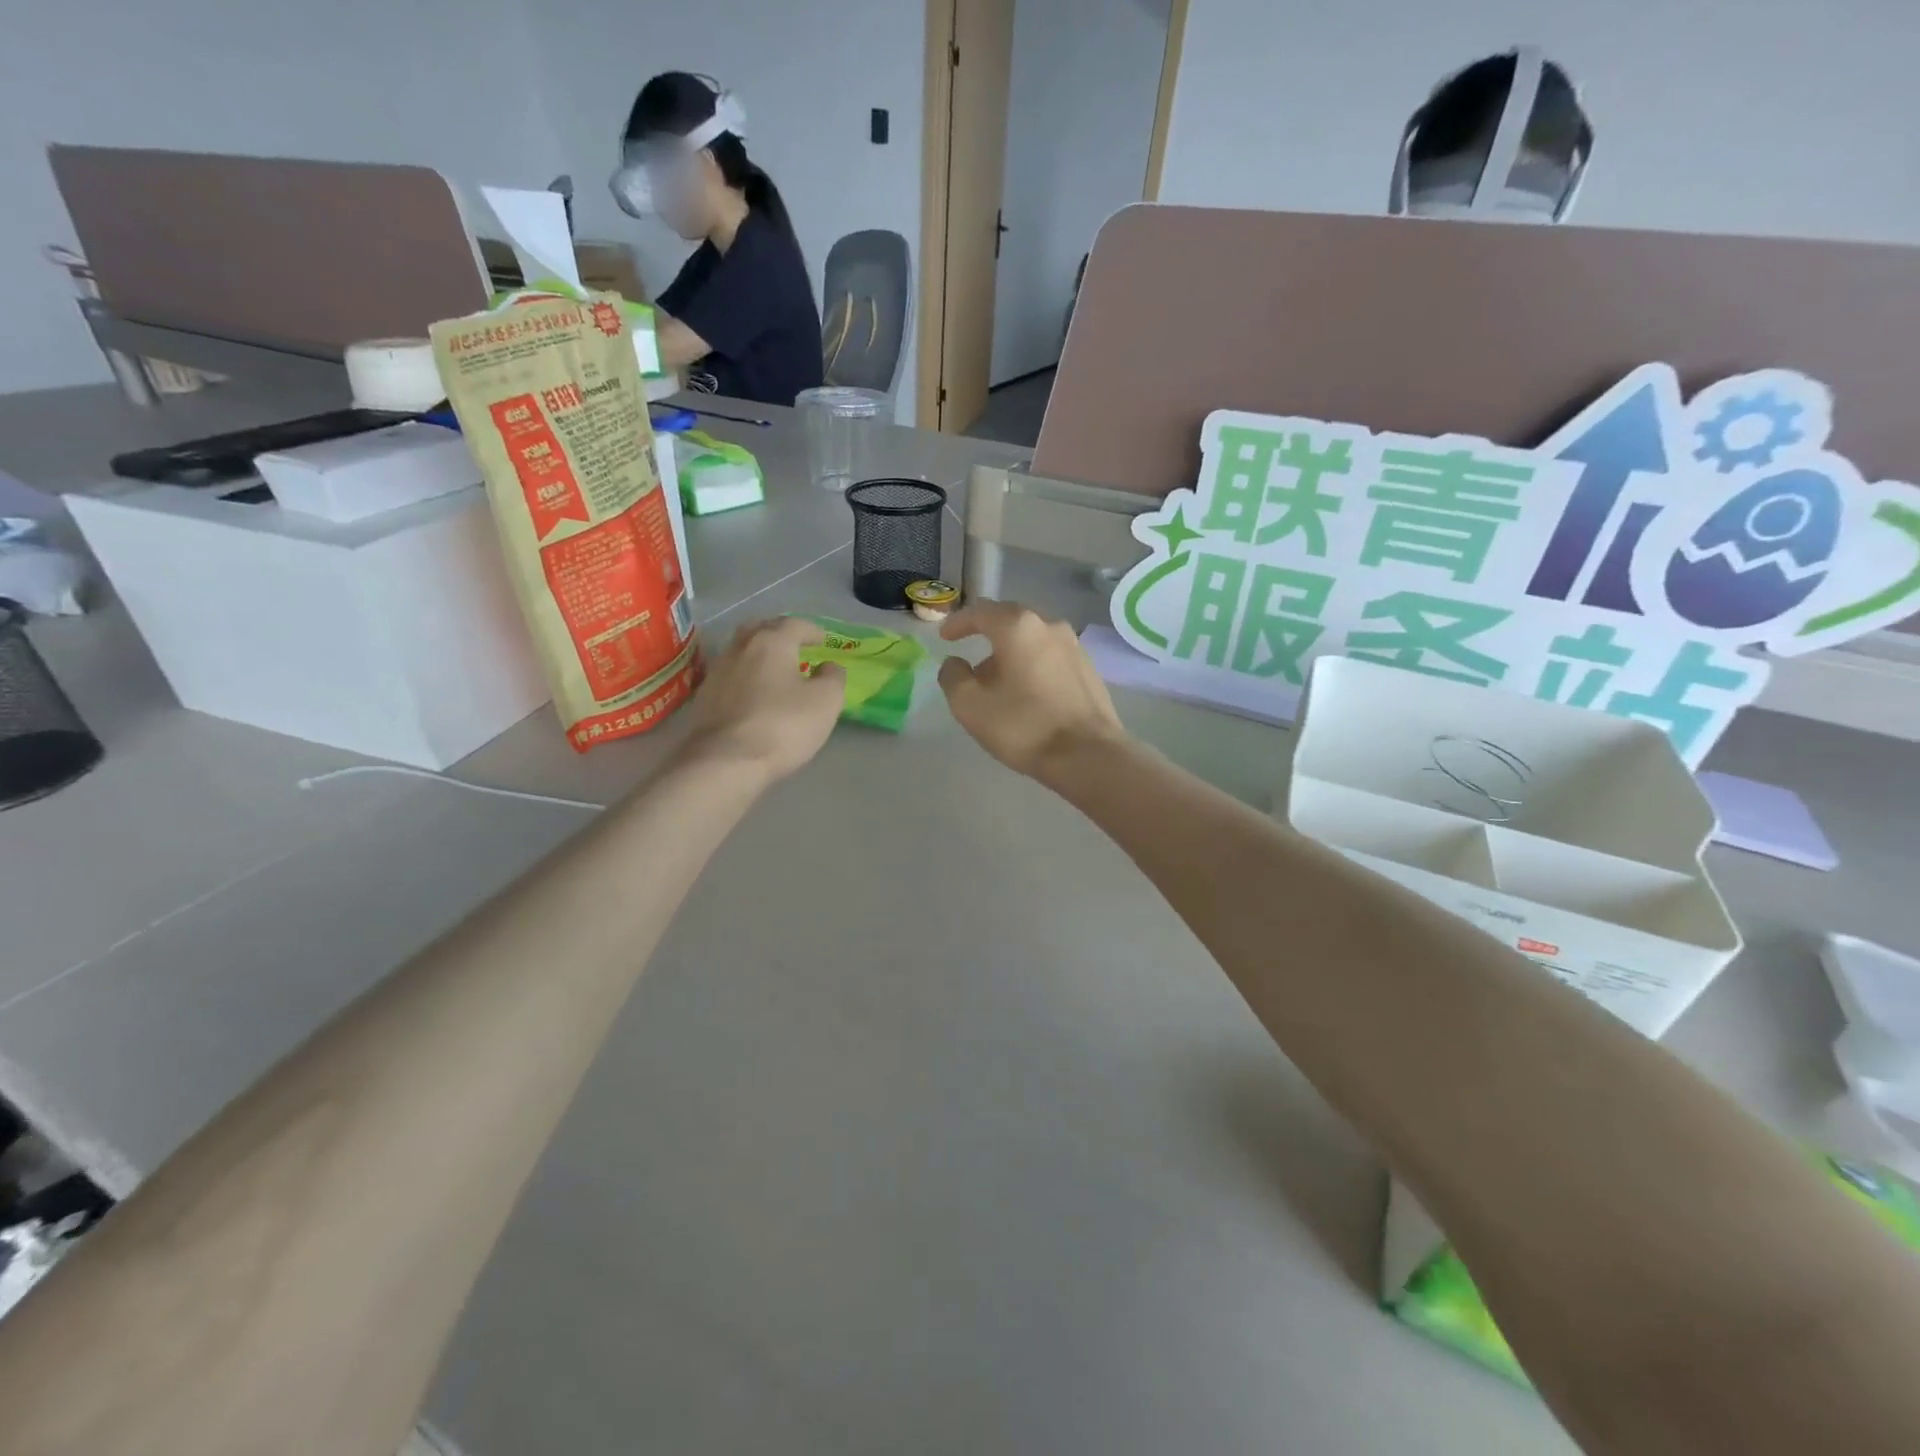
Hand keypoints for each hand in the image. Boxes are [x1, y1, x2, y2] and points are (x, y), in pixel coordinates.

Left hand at [681, 617, 845, 781]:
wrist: (725, 762)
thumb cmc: (782, 726)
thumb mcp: (825, 702)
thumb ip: (832, 678)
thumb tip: (828, 666)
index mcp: (771, 642)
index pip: (794, 624)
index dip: (812, 630)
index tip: (824, 640)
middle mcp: (740, 648)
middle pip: (761, 629)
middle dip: (780, 633)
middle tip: (795, 645)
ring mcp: (717, 671)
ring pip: (742, 650)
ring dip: (760, 654)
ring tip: (776, 669)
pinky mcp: (704, 696)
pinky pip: (731, 674)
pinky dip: (746, 675)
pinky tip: (754, 692)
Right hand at [937, 600, 1125, 778]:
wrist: (1088, 755)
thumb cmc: (1024, 726)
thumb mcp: (970, 706)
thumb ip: (953, 677)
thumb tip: (955, 663)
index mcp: (1018, 627)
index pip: (980, 612)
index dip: (958, 623)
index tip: (945, 637)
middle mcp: (1049, 625)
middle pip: (1010, 621)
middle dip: (986, 635)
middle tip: (970, 657)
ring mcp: (1074, 646)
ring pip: (1032, 639)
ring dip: (1011, 653)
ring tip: (997, 681)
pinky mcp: (1088, 668)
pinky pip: (1050, 656)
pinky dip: (1032, 664)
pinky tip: (1027, 691)